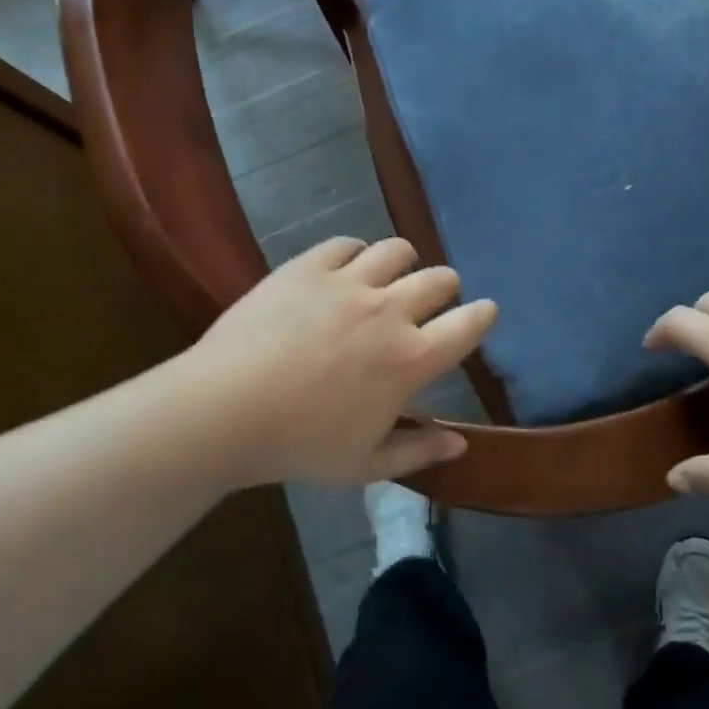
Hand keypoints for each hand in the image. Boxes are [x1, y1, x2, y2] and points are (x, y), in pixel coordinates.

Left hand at [180, 237, 496, 487]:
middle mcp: (389, 310)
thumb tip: (460, 444)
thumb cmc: (300, 444)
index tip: (483, 313)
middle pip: (439, 279)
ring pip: (397, 250)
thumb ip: (418, 451)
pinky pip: (347, 244)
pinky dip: (356, 253)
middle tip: (433, 300)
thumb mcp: (365, 464)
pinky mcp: (309, 266)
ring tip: (392, 276)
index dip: (482, 315)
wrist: (225, 408)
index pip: (468, 325)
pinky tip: (346, 267)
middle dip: (446, 287)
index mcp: (410, 359)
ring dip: (404, 262)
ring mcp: (348, 282)